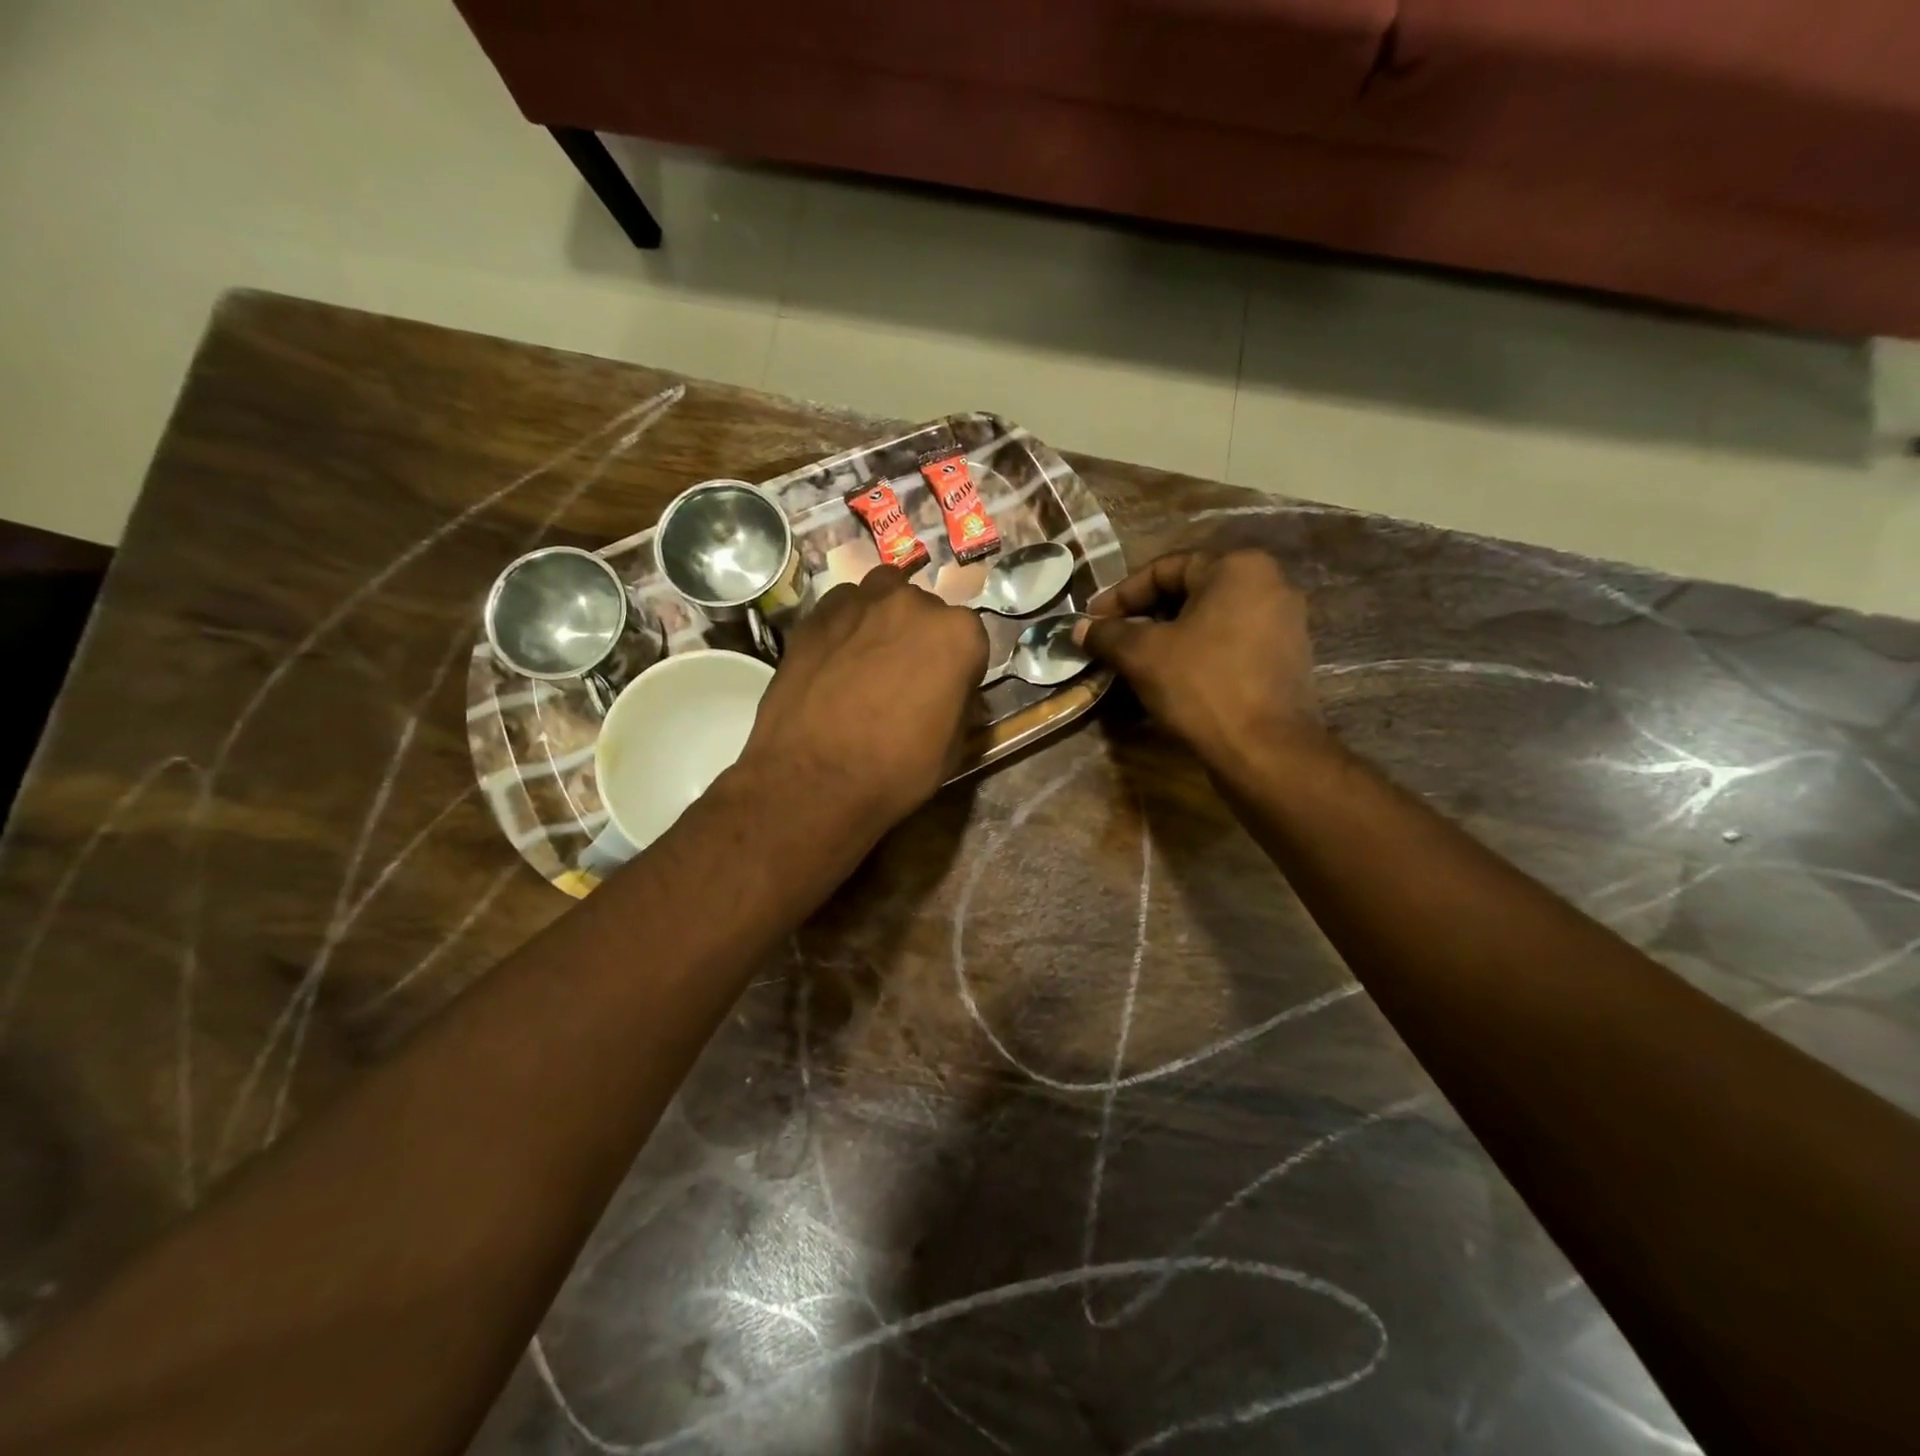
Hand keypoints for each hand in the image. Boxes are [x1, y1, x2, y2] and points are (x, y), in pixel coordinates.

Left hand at [735, 564, 988, 841]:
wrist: (812, 779)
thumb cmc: (895, 770)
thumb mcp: (953, 748)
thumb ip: (961, 704)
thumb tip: (953, 693)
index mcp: (957, 634)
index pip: (971, 640)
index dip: (959, 668)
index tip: (946, 691)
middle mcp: (913, 604)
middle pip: (926, 611)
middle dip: (921, 638)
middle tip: (905, 678)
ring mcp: (860, 602)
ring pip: (883, 596)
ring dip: (884, 620)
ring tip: (870, 660)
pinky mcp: (816, 613)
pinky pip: (843, 607)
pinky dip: (847, 625)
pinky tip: (836, 659)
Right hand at [1075, 550, 1322, 769]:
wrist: (1265, 751)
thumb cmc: (1202, 686)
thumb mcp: (1142, 655)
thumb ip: (1108, 634)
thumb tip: (1080, 628)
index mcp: (1238, 568)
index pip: (1165, 569)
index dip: (1121, 595)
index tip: (1093, 620)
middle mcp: (1270, 585)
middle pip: (1189, 592)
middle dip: (1144, 616)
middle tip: (1112, 641)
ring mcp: (1284, 624)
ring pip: (1209, 620)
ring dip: (1168, 637)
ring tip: (1135, 662)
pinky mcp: (1286, 659)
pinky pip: (1230, 644)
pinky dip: (1196, 654)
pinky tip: (1171, 679)